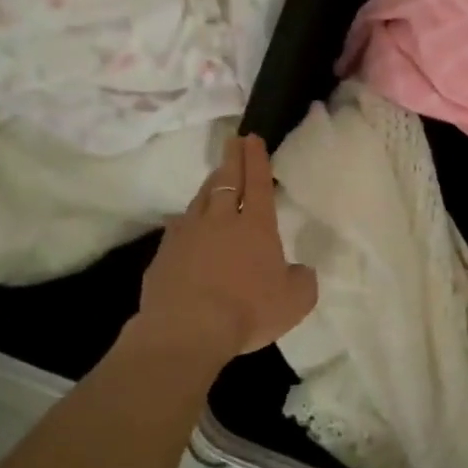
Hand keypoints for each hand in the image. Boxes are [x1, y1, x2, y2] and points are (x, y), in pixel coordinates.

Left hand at [134, 134, 318, 361]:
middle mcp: (221, 220)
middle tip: (233, 140)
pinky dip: (187, 219)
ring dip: (210, 184)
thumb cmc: (248, 311)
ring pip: (201, 199)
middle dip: (232, 158)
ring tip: (215, 176)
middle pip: (227, 181)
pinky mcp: (164, 253)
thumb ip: (302, 281)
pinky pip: (178, 227)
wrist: (187, 329)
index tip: (253, 139)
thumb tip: (301, 270)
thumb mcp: (295, 301)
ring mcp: (188, 234)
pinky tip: (185, 222)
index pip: (259, 183)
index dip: (257, 160)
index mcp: (256, 226)